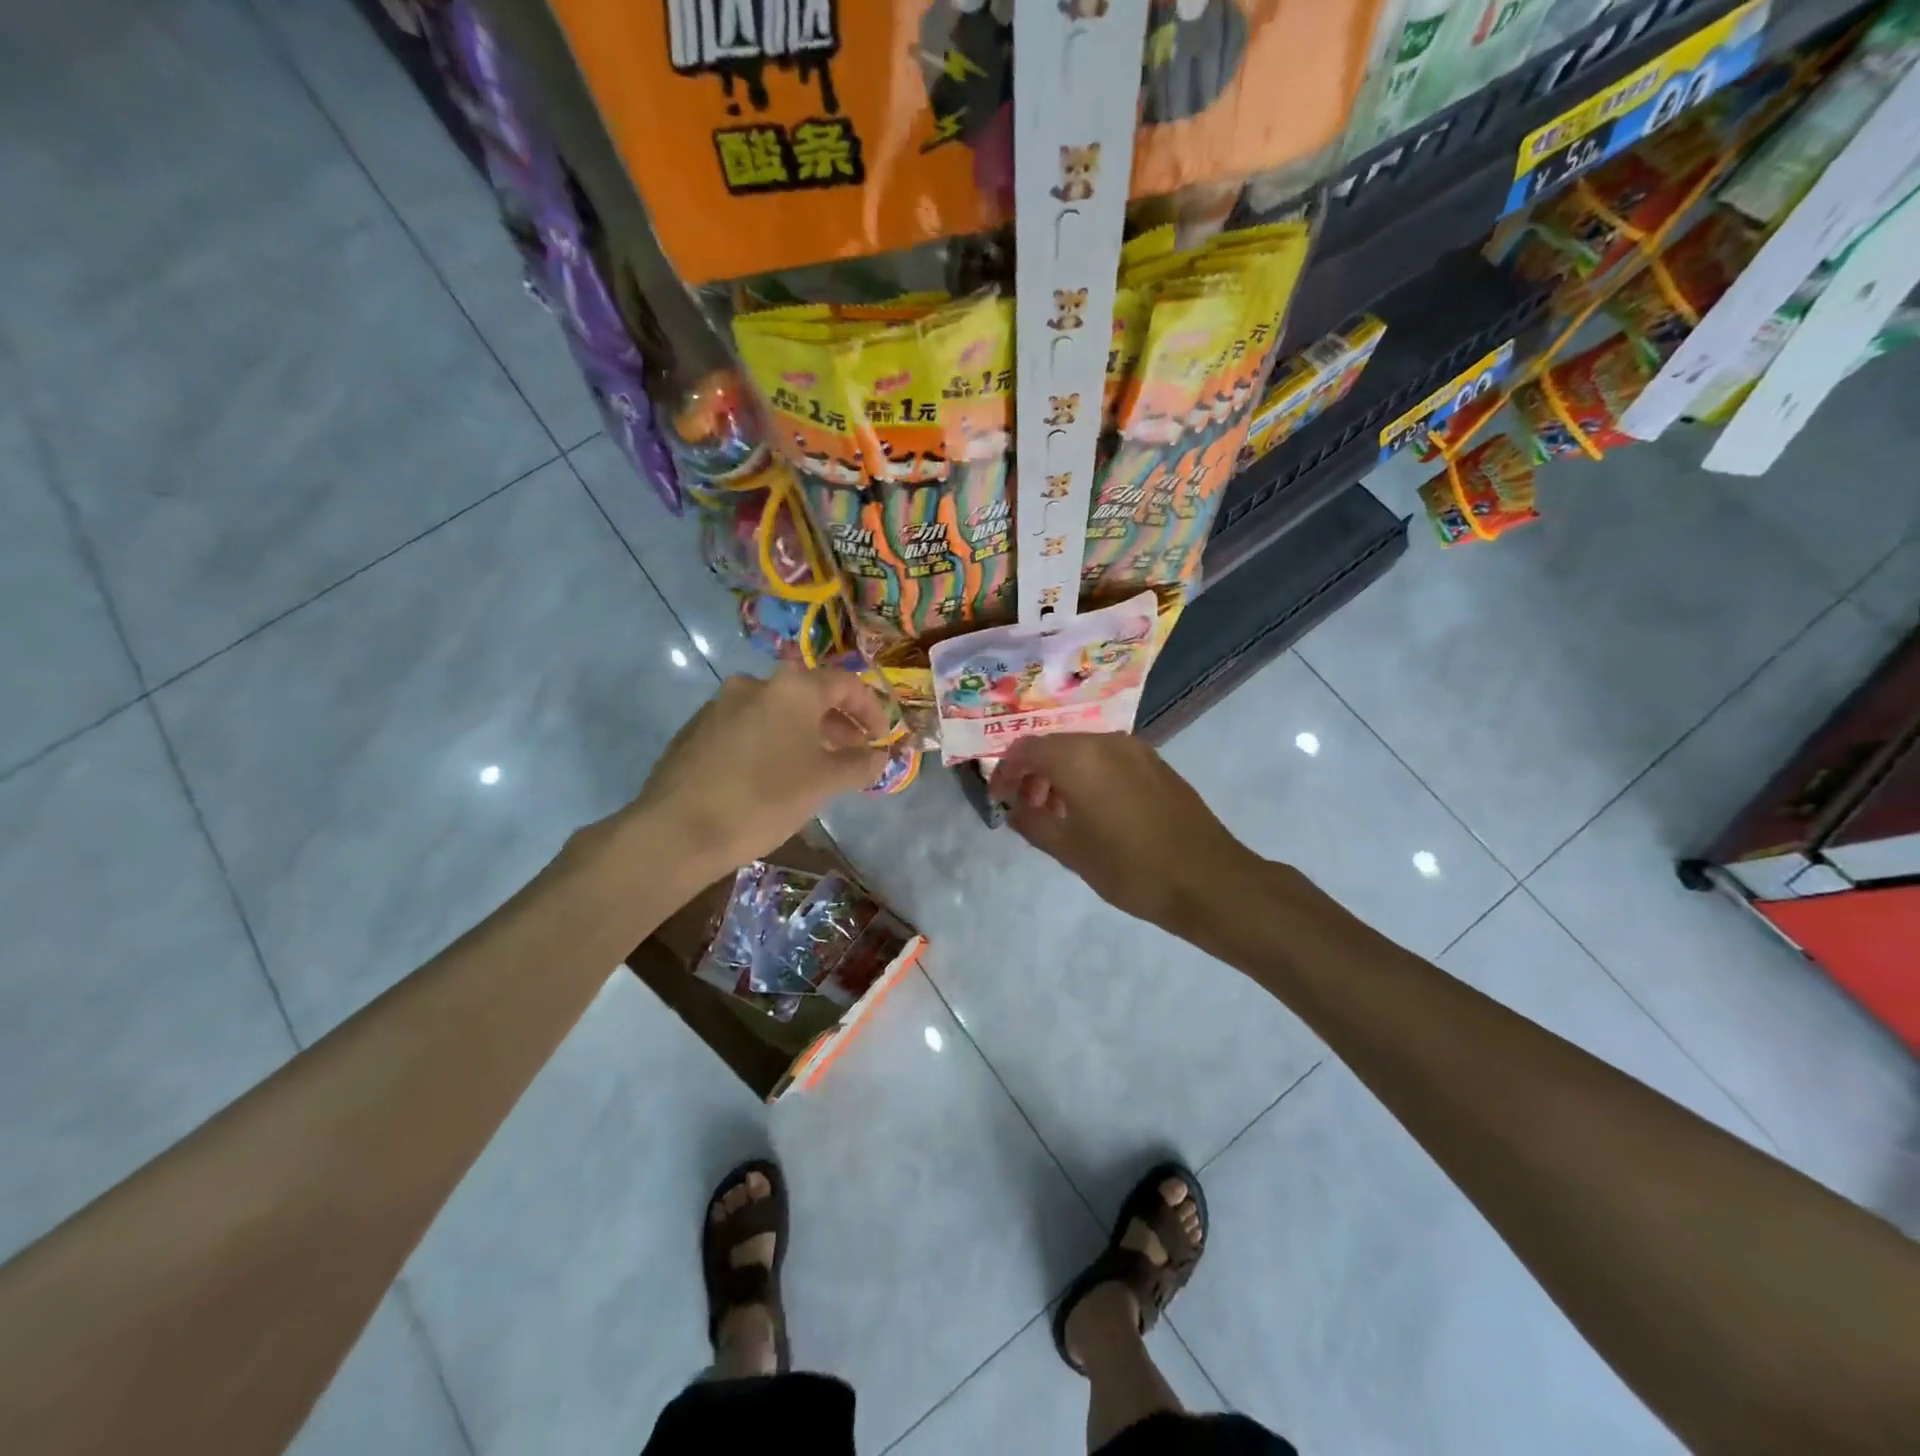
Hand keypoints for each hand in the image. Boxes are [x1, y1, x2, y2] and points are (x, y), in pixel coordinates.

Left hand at [623, 666, 889, 885]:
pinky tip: (773, 775)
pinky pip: (748, 726)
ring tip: (816, 767)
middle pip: (808, 694)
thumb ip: (859, 764)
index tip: (882, 738)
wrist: (677, 830)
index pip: (844, 683)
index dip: (871, 709)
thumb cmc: (764, 799)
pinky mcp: (696, 729)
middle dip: (838, 722)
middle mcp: (754, 684)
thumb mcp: (823, 783)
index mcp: (791, 688)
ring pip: (776, 711)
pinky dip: (772, 741)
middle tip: (853, 752)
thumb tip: (879, 756)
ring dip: (804, 733)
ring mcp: (720, 704)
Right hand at [988, 733, 1261, 932]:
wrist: (1208, 881)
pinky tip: (1093, 812)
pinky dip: (1089, 777)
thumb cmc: (1130, 868)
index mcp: (1078, 757)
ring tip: (1058, 815)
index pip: (1026, 749)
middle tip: (1026, 810)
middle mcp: (1106, 742)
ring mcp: (1136, 750)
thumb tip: (1014, 808)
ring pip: (1083, 752)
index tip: (998, 798)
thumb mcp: (1069, 851)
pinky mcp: (1157, 765)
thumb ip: (1032, 822)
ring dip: (1062, 775)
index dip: (1005, 772)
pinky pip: (1109, 760)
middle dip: (1034, 773)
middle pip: (1055, 746)